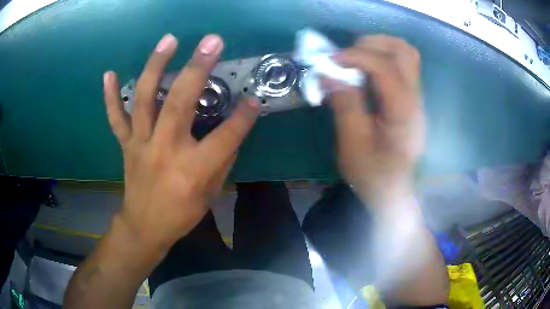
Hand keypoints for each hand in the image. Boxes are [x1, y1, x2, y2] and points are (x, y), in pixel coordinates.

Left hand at [103, 34, 259, 250]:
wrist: (145, 227)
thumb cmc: (181, 214)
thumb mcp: (211, 194)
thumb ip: (222, 161)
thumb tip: (231, 132)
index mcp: (193, 169)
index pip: (226, 136)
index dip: (244, 117)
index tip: (255, 99)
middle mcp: (165, 150)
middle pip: (181, 102)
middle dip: (199, 68)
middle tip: (212, 41)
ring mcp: (141, 144)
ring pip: (145, 99)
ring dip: (156, 66)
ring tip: (169, 40)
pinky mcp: (126, 145)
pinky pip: (116, 118)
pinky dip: (111, 96)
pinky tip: (109, 74)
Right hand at [329, 35, 424, 206]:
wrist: (392, 191)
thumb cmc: (373, 173)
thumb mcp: (352, 143)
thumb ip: (344, 104)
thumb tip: (328, 73)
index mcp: (403, 111)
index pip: (386, 68)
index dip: (357, 57)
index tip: (330, 61)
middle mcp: (415, 99)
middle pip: (405, 51)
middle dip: (373, 44)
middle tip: (347, 55)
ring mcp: (416, 99)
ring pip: (406, 55)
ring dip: (379, 49)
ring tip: (355, 59)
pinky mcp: (410, 101)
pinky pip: (401, 67)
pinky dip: (381, 60)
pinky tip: (364, 73)